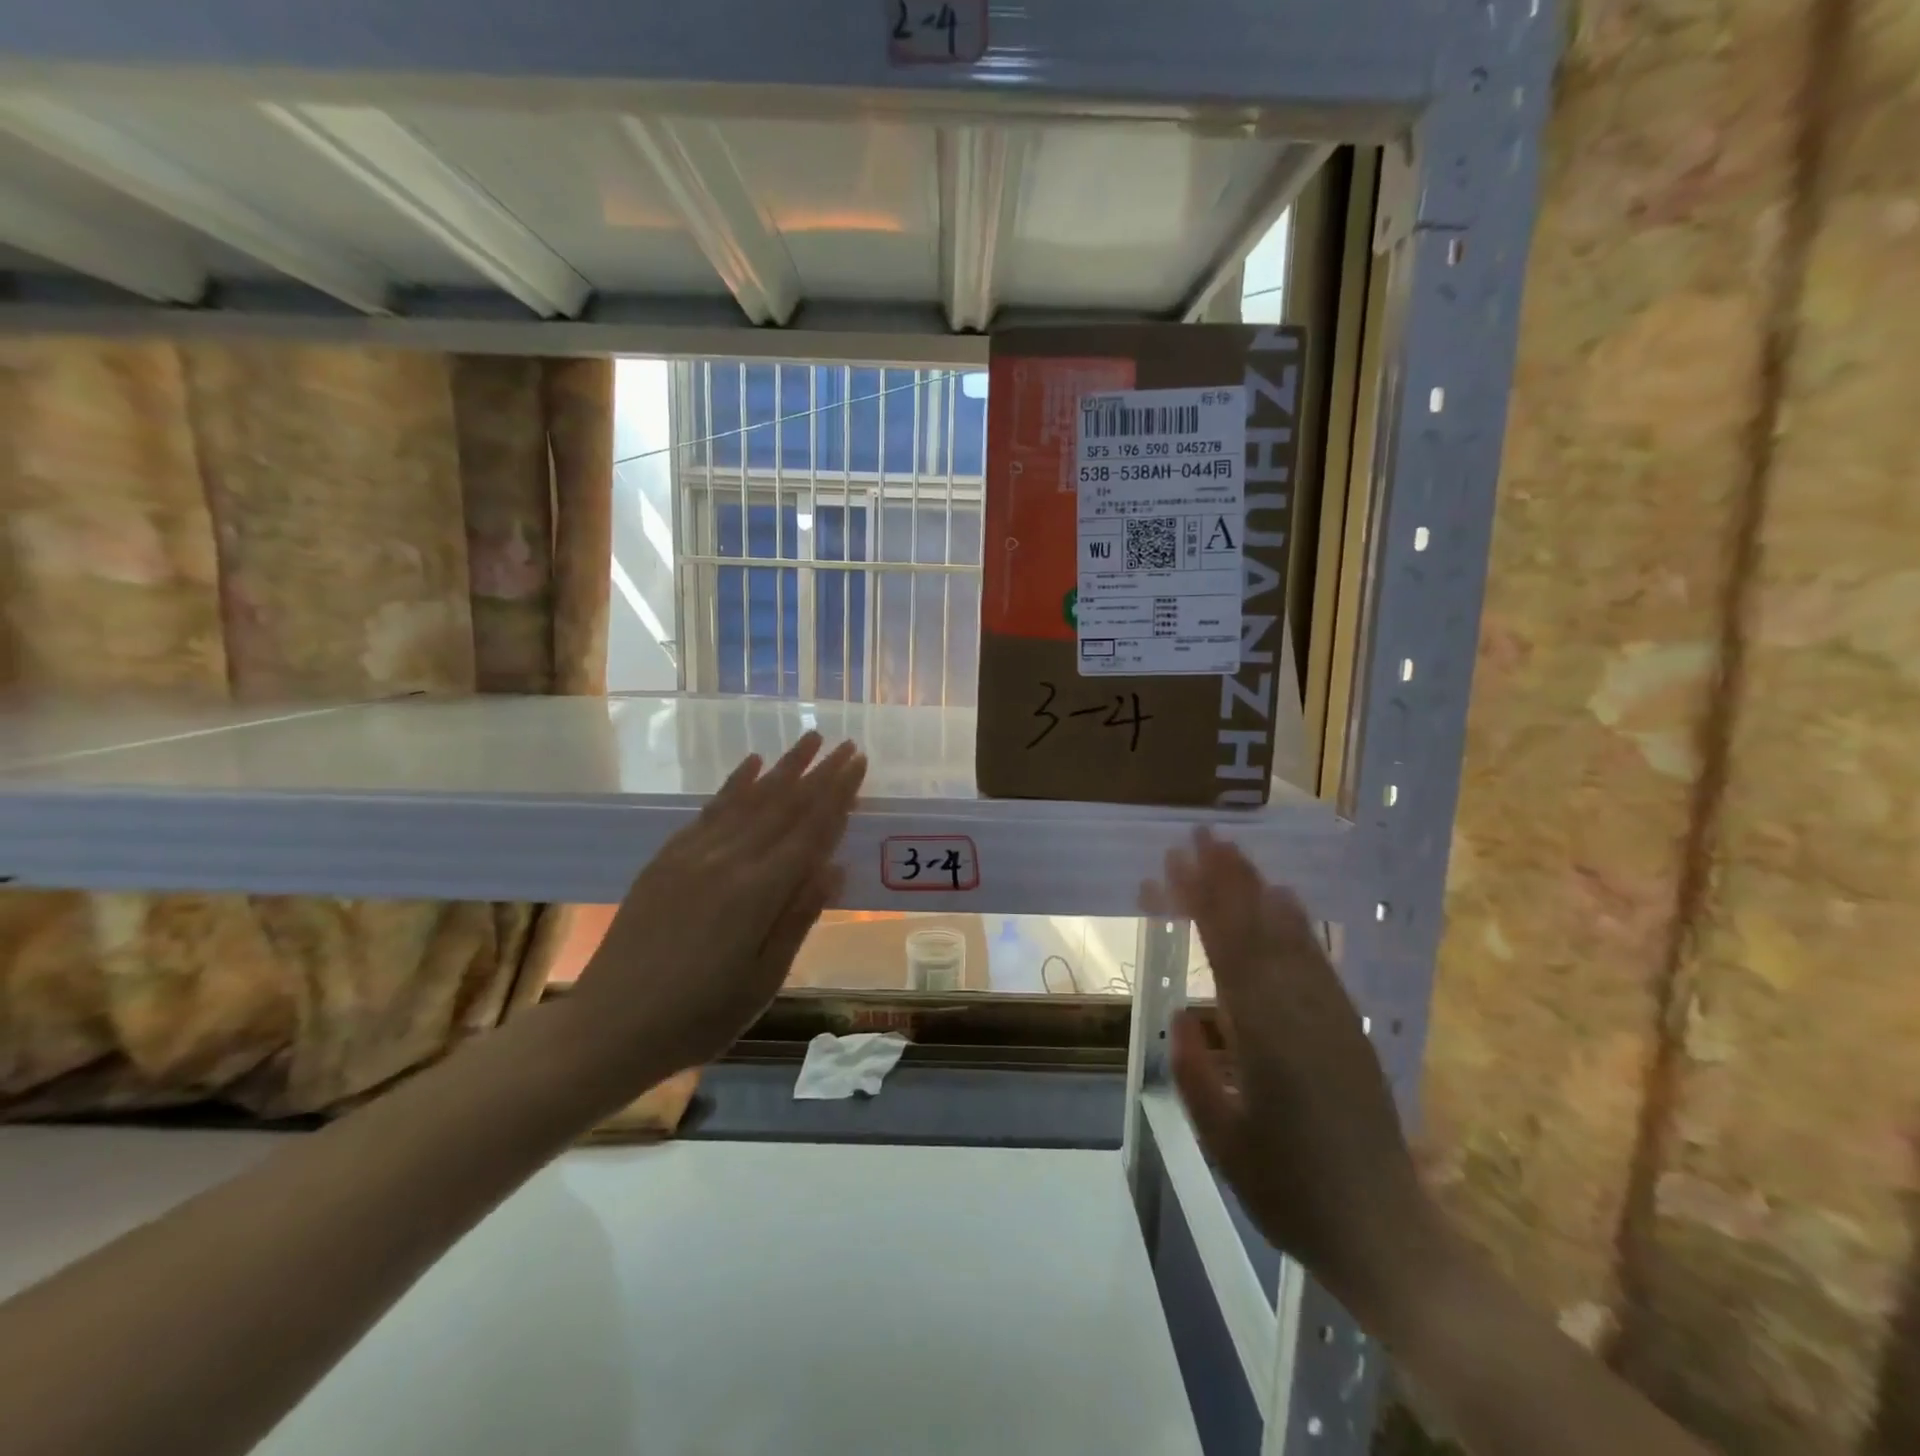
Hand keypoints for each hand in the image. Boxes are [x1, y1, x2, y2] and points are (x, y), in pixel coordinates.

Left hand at [559, 732, 866, 1100]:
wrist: (610, 1026)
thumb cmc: (699, 1016)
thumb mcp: (763, 980)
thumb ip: (798, 918)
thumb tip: (834, 867)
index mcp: (759, 892)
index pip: (811, 830)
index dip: (838, 794)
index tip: (859, 762)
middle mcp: (729, 860)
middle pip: (784, 805)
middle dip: (819, 772)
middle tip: (845, 743)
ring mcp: (694, 854)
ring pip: (749, 798)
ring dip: (783, 766)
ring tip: (809, 739)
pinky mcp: (668, 858)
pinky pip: (711, 808)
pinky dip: (735, 783)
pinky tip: (752, 764)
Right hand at [1141, 829, 1442, 1324]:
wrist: (1384, 1232)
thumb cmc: (1289, 1191)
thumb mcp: (1221, 1139)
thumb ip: (1194, 1070)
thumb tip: (1186, 1013)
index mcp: (1261, 1035)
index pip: (1223, 948)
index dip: (1199, 900)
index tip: (1174, 862)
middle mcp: (1298, 1011)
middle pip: (1257, 929)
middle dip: (1227, 878)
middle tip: (1202, 834)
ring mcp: (1330, 1015)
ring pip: (1289, 936)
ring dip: (1258, 889)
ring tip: (1234, 852)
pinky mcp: (1349, 1026)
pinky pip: (1317, 959)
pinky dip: (1297, 923)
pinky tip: (1286, 900)